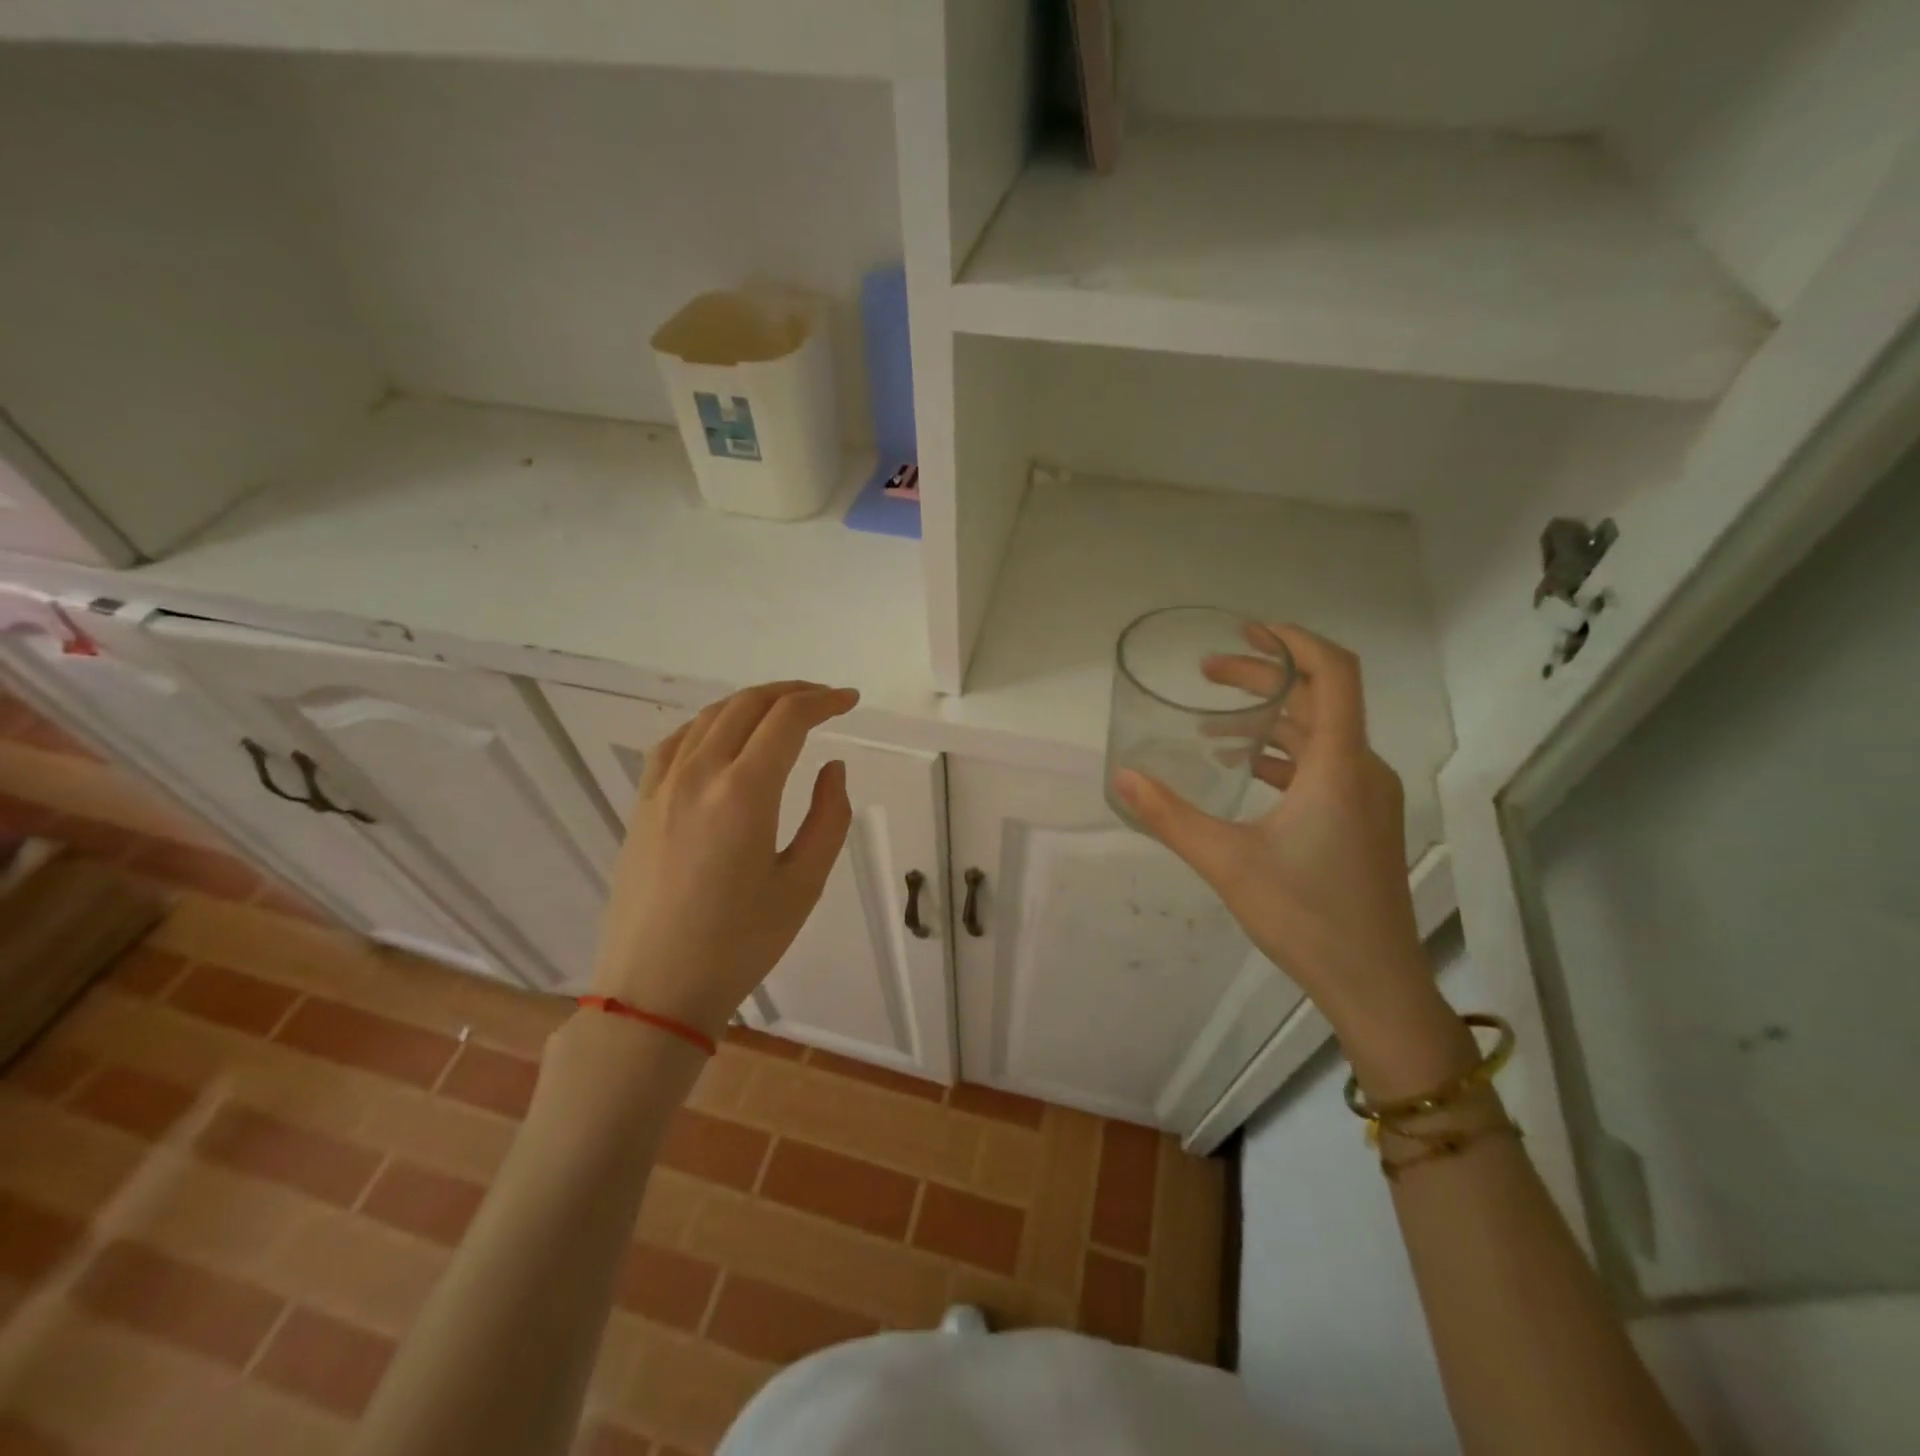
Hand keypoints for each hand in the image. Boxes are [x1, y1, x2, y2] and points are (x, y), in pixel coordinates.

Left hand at [589, 681, 857, 1038]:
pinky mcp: (642, 804)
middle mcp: (700, 774)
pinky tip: (722, 736)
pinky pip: (676, 742)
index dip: (824, 701)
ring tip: (782, 711)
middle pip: (748, 705)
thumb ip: (829, 817)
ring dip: (752, 703)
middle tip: (825, 700)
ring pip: (710, 717)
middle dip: (792, 693)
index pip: (787, 719)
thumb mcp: (803, 885)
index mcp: (744, 793)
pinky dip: (709, 723)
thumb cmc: (739, 943)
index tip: (850, 702)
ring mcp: (663, 787)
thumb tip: (832, 768)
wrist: (655, 989)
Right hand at [1114, 625, 1433, 1039]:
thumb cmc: (1306, 916)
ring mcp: (1367, 797)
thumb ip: (1171, 816)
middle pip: (1319, 699)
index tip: (1249, 629)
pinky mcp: (1362, 821)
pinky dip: (1282, 754)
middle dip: (1264, 677)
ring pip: (1319, 735)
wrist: (1375, 984)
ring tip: (1214, 718)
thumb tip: (1122, 777)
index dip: (1295, 640)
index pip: (1334, 674)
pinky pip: (1322, 766)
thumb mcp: (1227, 862)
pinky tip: (1243, 768)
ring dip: (1270, 718)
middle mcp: (1362, 770)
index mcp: (1339, 766)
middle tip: (1208, 672)